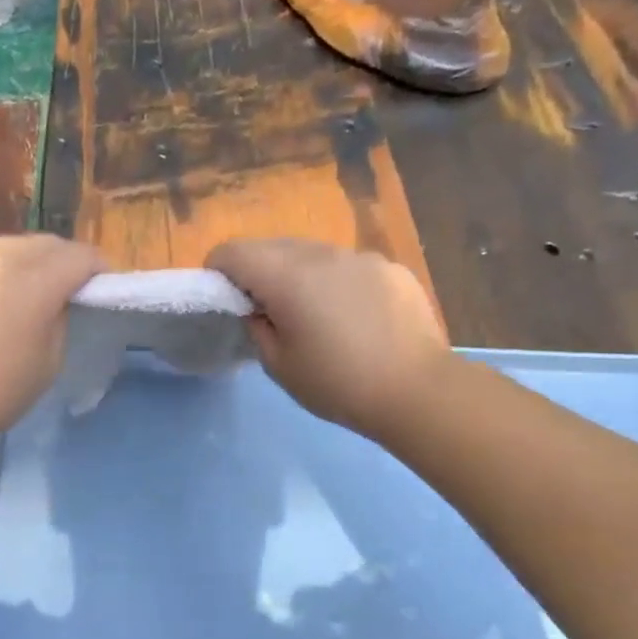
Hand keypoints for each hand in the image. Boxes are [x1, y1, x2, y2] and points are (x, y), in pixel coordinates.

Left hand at [0, 235, 105, 448]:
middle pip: (42, 243)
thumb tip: (55, 301)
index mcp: (30, 277)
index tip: (100, 289)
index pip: (79, 256)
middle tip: (64, 289)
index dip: (98, 270)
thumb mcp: (48, 363)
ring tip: (19, 293)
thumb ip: (59, 319)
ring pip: (1, 248)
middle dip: (61, 261)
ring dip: (21, 264)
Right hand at [208, 238, 449, 442]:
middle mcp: (321, 253)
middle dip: (258, 271)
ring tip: (314, 315)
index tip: (224, 299)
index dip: (218, 270)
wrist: (419, 392)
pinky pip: (348, 266)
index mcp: (286, 276)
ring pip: (312, 254)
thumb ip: (257, 328)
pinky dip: (337, 283)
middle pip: (272, 246)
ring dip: (299, 275)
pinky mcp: (391, 268)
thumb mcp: (279, 366)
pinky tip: (356, 319)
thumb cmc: (339, 384)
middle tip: (266, 312)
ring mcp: (361, 257)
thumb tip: (258, 310)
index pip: (233, 251)